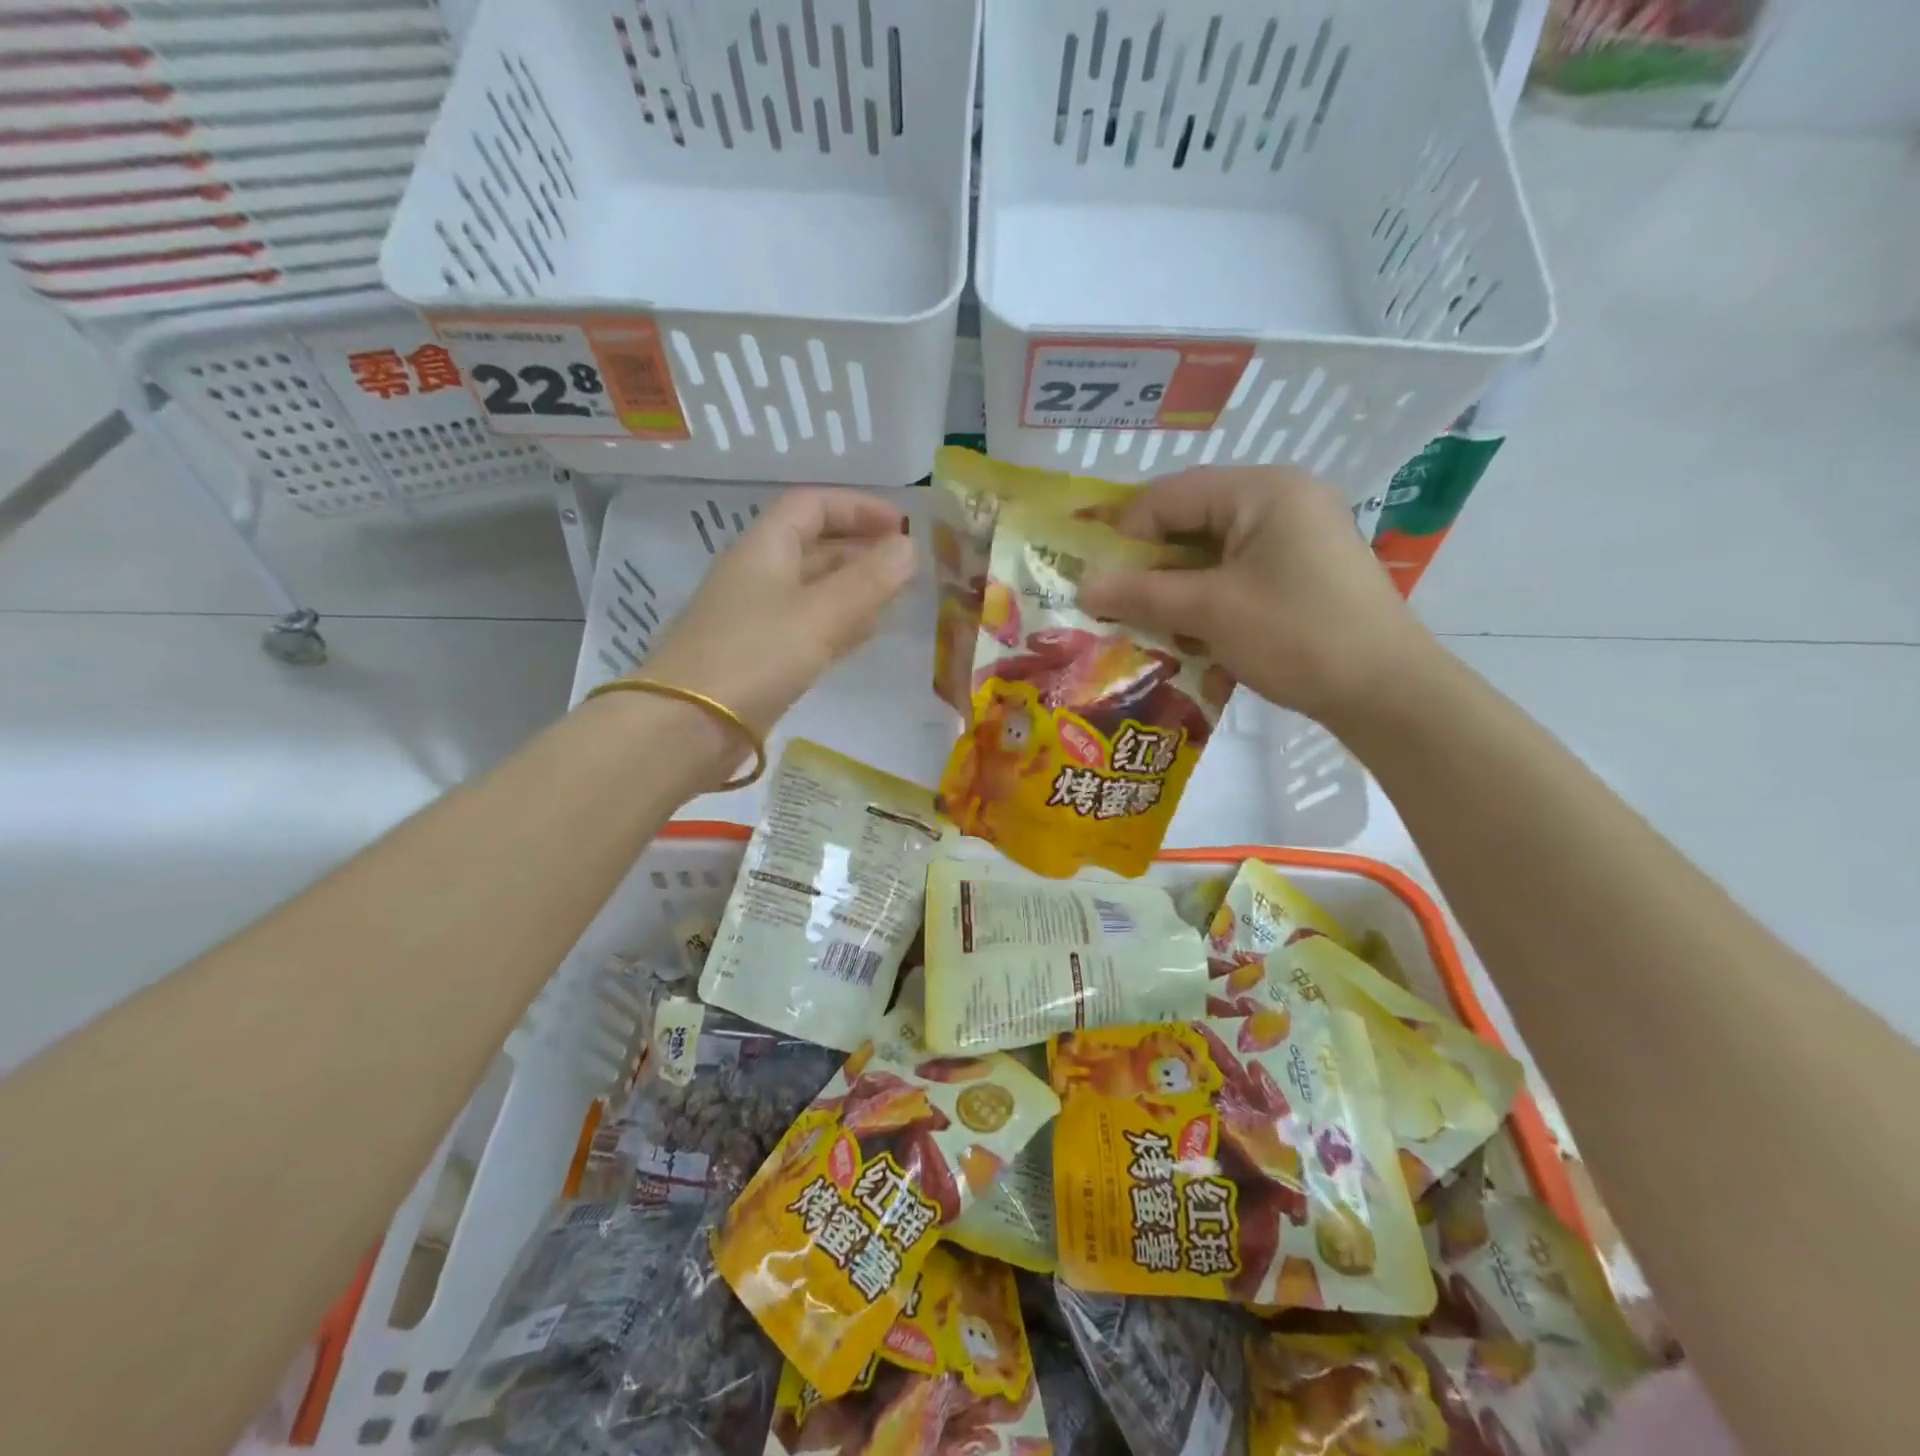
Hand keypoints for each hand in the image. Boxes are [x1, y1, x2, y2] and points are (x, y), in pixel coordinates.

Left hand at [640, 488, 916, 735]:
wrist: (688, 726)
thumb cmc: (755, 656)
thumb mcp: (820, 614)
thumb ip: (868, 580)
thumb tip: (910, 547)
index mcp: (764, 549)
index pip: (812, 506)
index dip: (858, 507)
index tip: (903, 525)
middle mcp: (759, 576)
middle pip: (815, 547)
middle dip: (862, 549)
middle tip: (909, 566)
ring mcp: (758, 620)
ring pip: (815, 590)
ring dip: (855, 588)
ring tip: (899, 597)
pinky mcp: (762, 659)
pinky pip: (810, 628)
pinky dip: (841, 623)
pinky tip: (867, 634)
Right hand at [1079, 468, 1436, 726]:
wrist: (1386, 692)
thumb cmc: (1296, 636)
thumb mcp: (1209, 612)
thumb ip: (1141, 594)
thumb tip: (1082, 587)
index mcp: (1263, 490)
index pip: (1171, 495)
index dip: (1124, 533)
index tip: (1093, 577)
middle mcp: (1282, 501)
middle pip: (1192, 523)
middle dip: (1150, 566)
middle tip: (1113, 603)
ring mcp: (1297, 538)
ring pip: (1212, 554)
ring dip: (1176, 590)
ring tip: (1147, 626)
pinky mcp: (1303, 573)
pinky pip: (1238, 576)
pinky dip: (1208, 602)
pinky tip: (1191, 638)